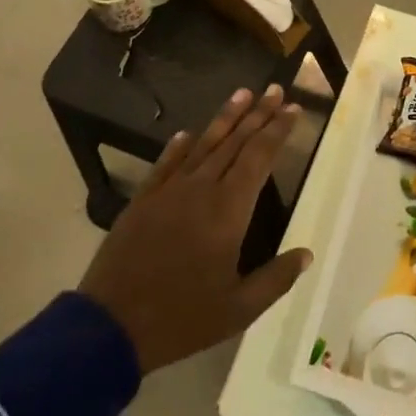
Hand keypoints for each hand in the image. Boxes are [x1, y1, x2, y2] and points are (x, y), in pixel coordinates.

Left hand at [79, 85, 313, 373]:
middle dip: (258, 114)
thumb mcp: (238, 310)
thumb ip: (275, 279)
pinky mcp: (143, 200)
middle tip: (275, 89)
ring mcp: (169, 191)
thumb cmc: (181, 318)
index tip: (292, 107)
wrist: (109, 326)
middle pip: (235, 142)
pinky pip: (166, 164)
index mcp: (228, 211)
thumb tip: (306, 254)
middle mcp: (201, 189)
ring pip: (203, 145)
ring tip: (243, 93)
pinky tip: (188, 133)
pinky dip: (179, 146)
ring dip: (225, 118)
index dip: (277, 130)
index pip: (259, 158)